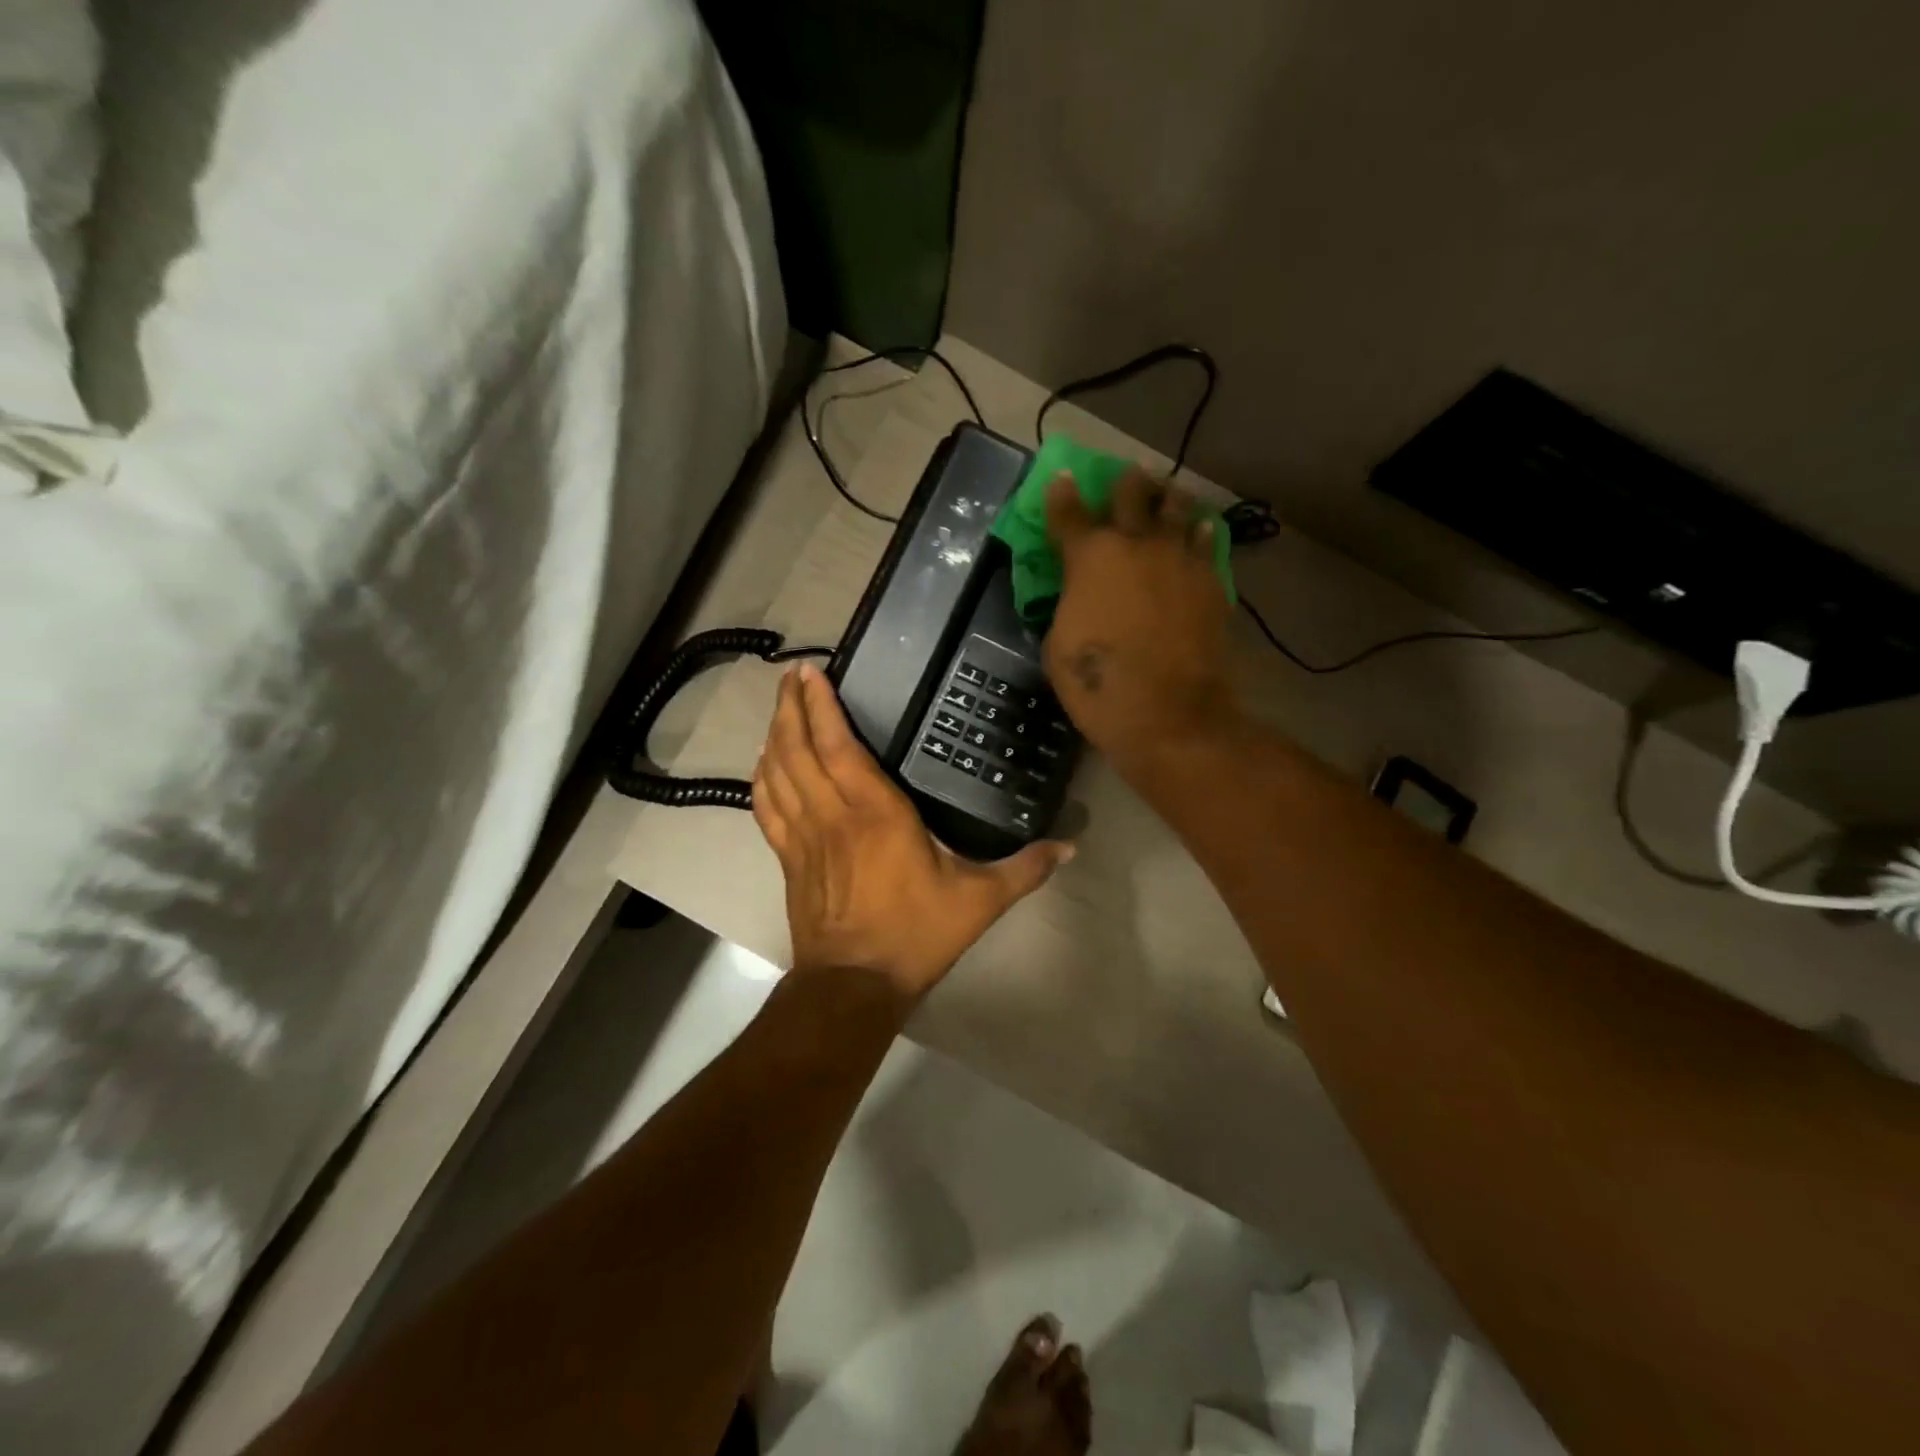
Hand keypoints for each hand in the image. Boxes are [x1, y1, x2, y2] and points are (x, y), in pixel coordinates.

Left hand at [752, 663, 1073, 1001]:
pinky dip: (762, 779)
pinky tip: (764, 763)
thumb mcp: (979, 901)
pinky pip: (766, 808)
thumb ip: (1024, 869)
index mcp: (876, 812)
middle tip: (792, 677)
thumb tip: (1071, 847)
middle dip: (791, 707)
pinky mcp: (789, 859)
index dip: (821, 705)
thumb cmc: (916, 934)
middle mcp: (833, 813)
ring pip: (778, 773)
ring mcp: (804, 836)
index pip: (839, 745)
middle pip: (799, 748)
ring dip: (775, 735)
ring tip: (779, 707)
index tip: (812, 673)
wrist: (855, 985)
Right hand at [1043, 470, 1236, 774]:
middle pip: (1131, 493)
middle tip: (1126, 483)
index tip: (1062, 477)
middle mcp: (1136, 544)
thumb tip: (1078, 596)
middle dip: (1125, 484)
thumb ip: (1068, 606)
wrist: (1169, 714)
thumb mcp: (1058, 646)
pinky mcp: (1211, 581)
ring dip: (1167, 499)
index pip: (1069, 512)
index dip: (1062, 493)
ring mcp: (1179, 559)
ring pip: (1177, 507)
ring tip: (1167, 498)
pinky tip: (1199, 532)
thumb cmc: (1099, 685)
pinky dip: (1199, 534)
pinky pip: (1206, 542)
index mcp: (1089, 557)